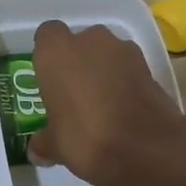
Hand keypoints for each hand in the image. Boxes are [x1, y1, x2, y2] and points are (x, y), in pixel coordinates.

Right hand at [27, 20, 184, 185]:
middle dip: (78, 62)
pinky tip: (124, 109)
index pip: (47, 35)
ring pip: (107, 53)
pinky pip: (129, 68)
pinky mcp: (149, 65)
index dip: (49, 55)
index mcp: (56, 52)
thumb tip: (36, 150)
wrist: (145, 147)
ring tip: (103, 103)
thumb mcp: (55, 146)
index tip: (50, 78)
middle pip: (80, 42)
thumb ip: (43, 141)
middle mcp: (89, 40)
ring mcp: (123, 50)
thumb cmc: (85, 137)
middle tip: (75, 93)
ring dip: (104, 70)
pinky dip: (126, 81)